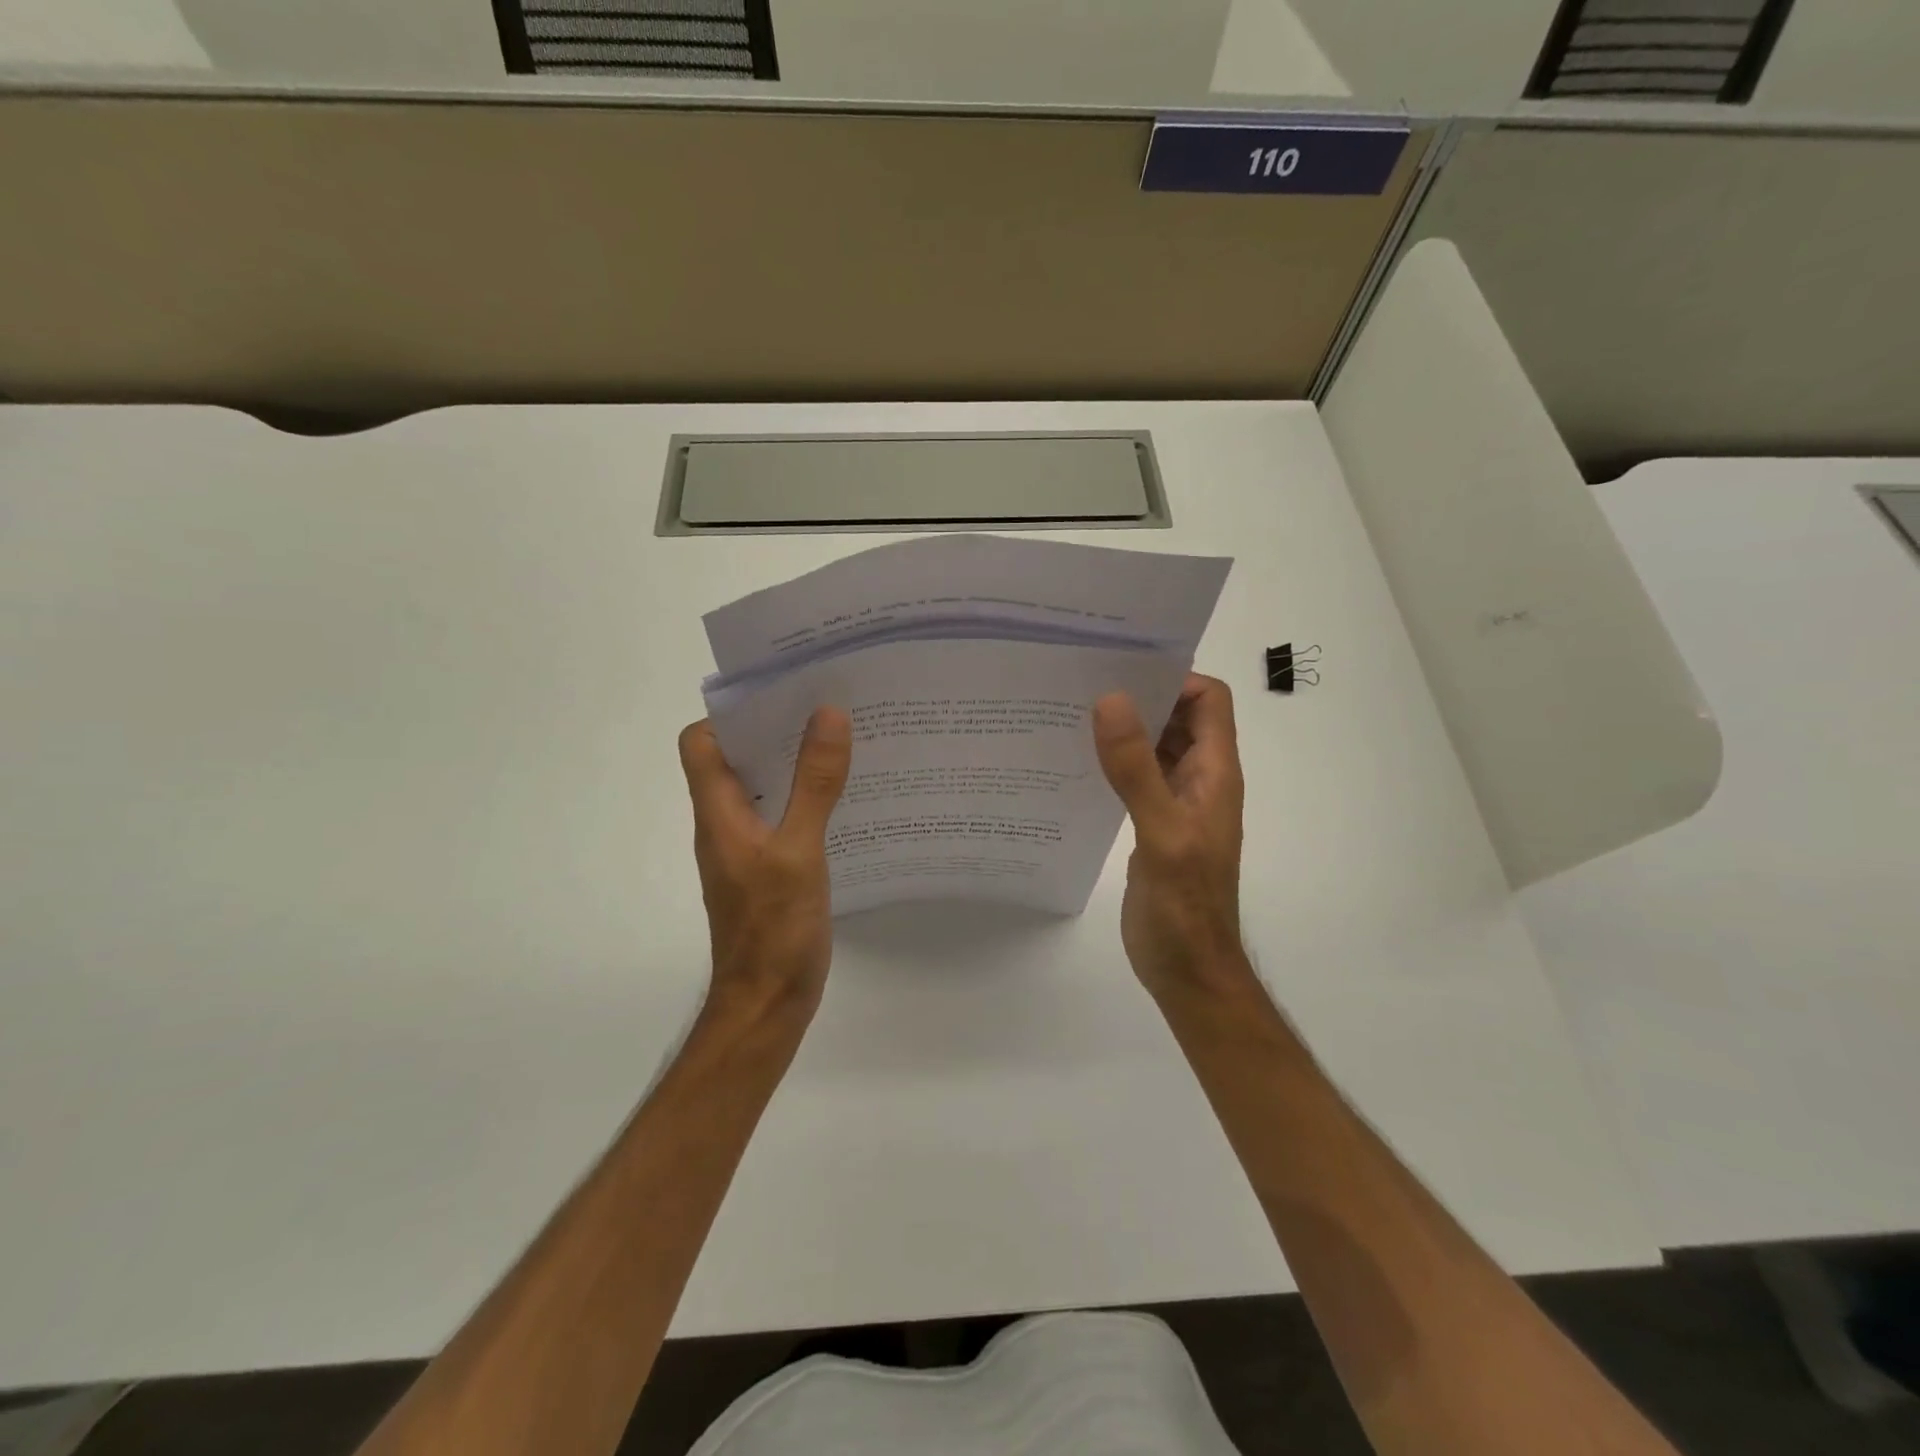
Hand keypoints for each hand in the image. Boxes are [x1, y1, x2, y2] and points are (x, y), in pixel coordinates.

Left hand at [678, 708, 852, 1019]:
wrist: (767, 1004)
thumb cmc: (774, 929)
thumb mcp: (799, 852)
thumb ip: (813, 785)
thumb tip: (827, 714)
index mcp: (718, 813)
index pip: (700, 743)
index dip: (732, 713)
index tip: (780, 693)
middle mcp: (724, 824)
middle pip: (734, 759)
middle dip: (773, 729)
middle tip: (825, 707)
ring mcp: (745, 849)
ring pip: (760, 788)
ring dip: (792, 763)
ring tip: (840, 742)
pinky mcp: (767, 869)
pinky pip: (781, 817)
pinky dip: (804, 799)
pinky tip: (843, 800)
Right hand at [1093, 674, 1249, 998]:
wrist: (1187, 969)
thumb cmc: (1185, 906)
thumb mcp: (1162, 832)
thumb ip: (1137, 769)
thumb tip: (1110, 700)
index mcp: (1215, 773)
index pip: (1208, 700)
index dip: (1173, 678)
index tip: (1121, 669)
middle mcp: (1200, 779)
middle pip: (1179, 717)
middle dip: (1141, 695)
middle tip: (1084, 682)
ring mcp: (1176, 802)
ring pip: (1156, 746)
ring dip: (1125, 729)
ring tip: (1073, 713)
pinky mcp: (1153, 823)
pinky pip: (1137, 776)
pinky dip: (1114, 761)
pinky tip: (1077, 762)